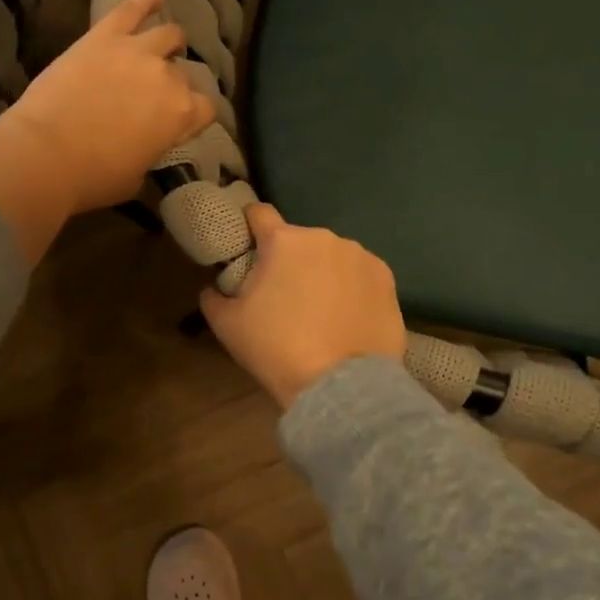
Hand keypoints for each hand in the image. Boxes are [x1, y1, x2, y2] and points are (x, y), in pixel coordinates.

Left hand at [0, 0, 215, 265]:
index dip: (195, 116)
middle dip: (174, 85)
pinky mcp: (105, 36)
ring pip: (168, 35)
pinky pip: (131, 8)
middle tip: (156, 95)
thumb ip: (151, 152)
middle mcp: (167, 77)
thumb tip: (146, 144)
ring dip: (169, 42)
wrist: (45, 154)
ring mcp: (137, 51)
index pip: (205, 109)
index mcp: (181, 115)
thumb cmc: (93, 177)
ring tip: (166, 43)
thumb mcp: (136, 176)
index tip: (182, 123)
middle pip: (182, 75)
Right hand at [200, 204, 407, 409]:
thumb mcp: (227, 326)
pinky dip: (352, 288)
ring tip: (321, 311)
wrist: (340, 386)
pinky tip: (348, 317)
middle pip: (298, 241)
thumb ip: (214, 297)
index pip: (259, 213)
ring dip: (323, 272)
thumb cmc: (277, 350)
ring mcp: (360, 256)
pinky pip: (360, 275)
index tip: (247, 245)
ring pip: (332, 257)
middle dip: (289, 260)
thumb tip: (214, 288)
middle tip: (284, 295)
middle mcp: (324, 238)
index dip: (250, 226)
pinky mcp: (386, 278)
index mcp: (283, 241)